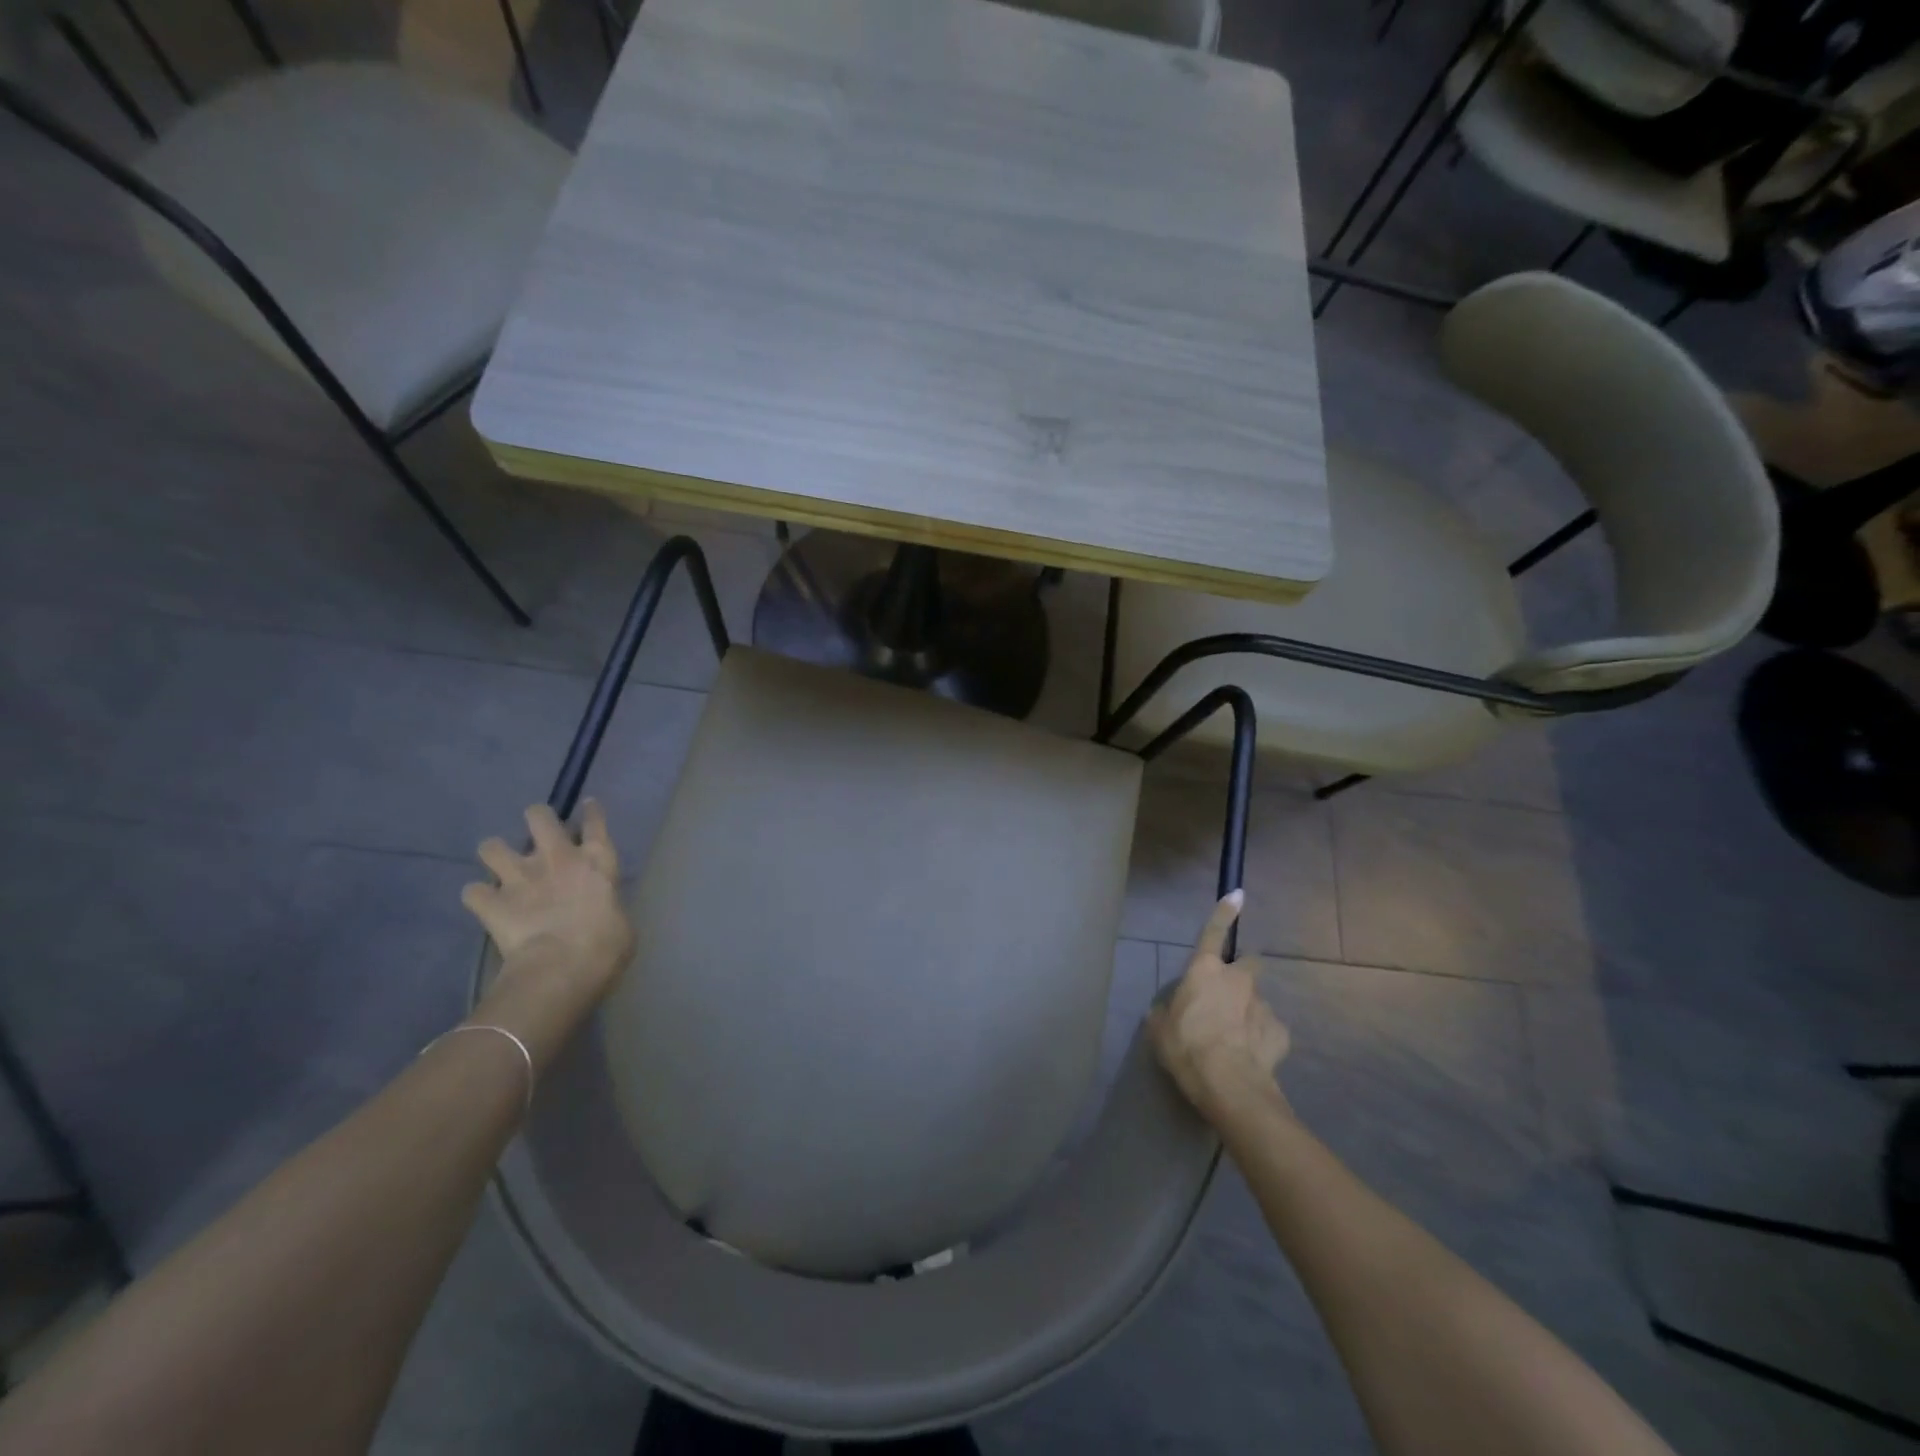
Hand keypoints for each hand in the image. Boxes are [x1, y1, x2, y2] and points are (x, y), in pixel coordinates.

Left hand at [462, 801, 635, 997]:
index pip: (595, 822)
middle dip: (536, 819)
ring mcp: (520, 877)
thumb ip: (608, 906)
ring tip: (501, 869)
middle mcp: (557, 858)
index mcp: (597, 860)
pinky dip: (477, 897)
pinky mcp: (491, 903)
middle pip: (539, 816)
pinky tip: (484, 904)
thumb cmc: (607, 946)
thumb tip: (601, 912)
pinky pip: (472, 892)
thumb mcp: (621, 922)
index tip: (587, 806)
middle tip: (537, 835)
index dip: (591, 812)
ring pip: (491, 846)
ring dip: (495, 855)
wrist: (562, 967)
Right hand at [1148, 890, 1291, 1122]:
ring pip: (1256, 1000)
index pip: (1213, 932)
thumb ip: (1165, 1011)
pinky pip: (1269, 1029)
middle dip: (1241, 972)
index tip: (1237, 894)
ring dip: (1247, 1011)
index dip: (1223, 912)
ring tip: (1235, 1040)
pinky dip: (1261, 1038)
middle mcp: (1237, 979)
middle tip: (1228, 995)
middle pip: (1247, 962)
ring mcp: (1263, 1004)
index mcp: (1204, 971)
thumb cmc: (1186, 1047)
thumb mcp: (1159, 1028)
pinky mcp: (1281, 1032)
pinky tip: (1250, 1056)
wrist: (1229, 1085)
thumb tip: (1169, 1010)